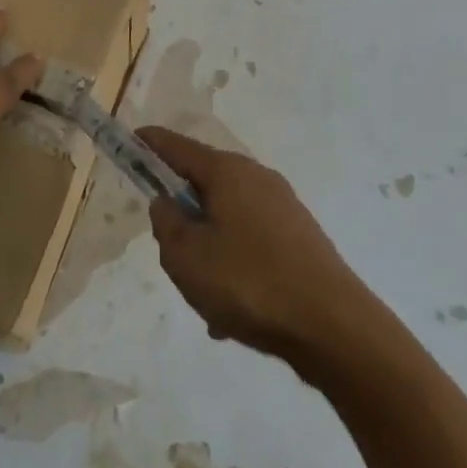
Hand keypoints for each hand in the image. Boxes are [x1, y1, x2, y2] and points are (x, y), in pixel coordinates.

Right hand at [141, 127, 370, 362]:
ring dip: (209, 248)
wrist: (335, 327)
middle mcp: (256, 178)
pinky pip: (252, 243)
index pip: (177, 146)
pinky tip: (234, 314)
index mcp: (227, 171)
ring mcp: (283, 207)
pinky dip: (235, 266)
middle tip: (170, 250)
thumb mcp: (187, 257)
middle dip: (183, 212)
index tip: (131, 140)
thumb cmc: (250, 283)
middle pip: (205, 184)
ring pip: (228, 219)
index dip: (150, 144)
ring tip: (205, 298)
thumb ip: (167, 224)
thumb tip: (168, 204)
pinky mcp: (301, 238)